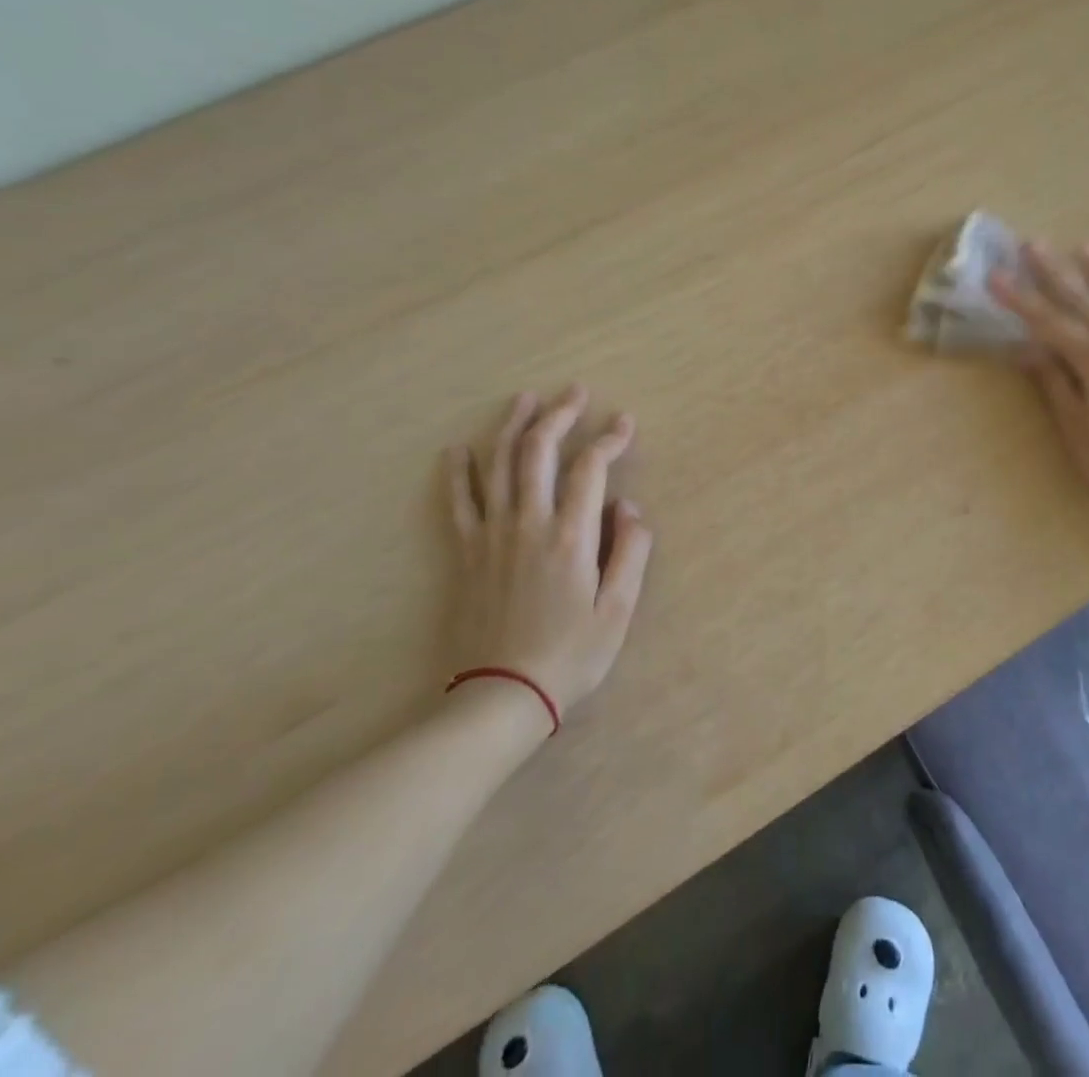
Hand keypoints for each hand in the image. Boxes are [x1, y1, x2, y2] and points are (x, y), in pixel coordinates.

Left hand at [445, 386, 653, 717]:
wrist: (500, 697)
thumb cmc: (569, 656)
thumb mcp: (618, 610)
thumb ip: (630, 552)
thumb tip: (630, 507)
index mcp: (571, 536)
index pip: (591, 468)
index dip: (610, 439)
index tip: (625, 422)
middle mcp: (528, 523)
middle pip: (539, 451)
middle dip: (560, 414)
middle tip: (575, 391)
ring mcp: (491, 535)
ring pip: (498, 464)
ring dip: (512, 426)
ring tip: (524, 399)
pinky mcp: (465, 553)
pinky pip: (459, 502)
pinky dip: (458, 472)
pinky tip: (458, 450)